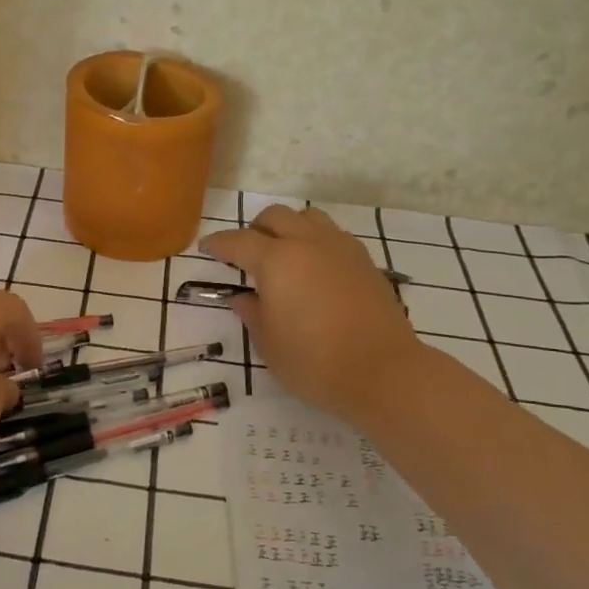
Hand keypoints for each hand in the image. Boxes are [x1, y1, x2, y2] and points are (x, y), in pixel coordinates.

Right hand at [201, 206, 421, 427]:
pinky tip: (315, 269)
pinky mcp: (365, 262)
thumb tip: (243, 298)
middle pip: (275, 216)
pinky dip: (316, 242)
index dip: (218, 244)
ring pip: (309, 218)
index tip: (206, 248)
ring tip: (284, 254)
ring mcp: (341, 248)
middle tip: (245, 254)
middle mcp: (308, 243)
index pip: (238, 242)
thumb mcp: (269, 344)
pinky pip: (333, 236)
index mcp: (276, 261)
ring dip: (289, 228)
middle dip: (255, 229)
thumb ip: (253, 314)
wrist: (383, 372)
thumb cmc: (314, 362)